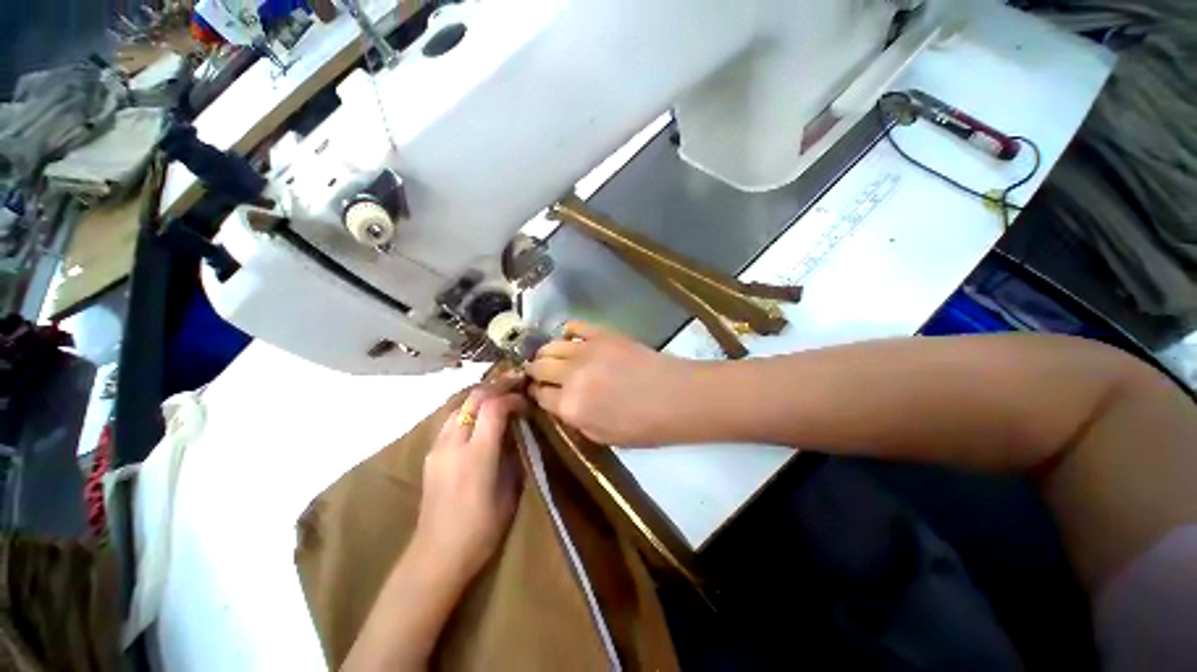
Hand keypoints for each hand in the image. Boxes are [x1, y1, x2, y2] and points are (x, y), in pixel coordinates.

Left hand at [410, 377, 526, 587]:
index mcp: (477, 455)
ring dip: (482, 395)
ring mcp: (437, 448)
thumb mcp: (509, 491)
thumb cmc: (482, 529)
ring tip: (501, 393)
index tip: (526, 401)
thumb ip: (513, 454)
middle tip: (516, 383)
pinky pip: (451, 419)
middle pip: (474, 398)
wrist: (436, 556)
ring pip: (459, 405)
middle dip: (497, 386)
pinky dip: (469, 408)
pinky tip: (481, 413)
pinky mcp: (431, 454)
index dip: (512, 397)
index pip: (493, 407)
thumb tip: (518, 430)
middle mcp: (453, 444)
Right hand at [526, 321, 696, 445]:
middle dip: (535, 372)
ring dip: (546, 353)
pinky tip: (571, 340)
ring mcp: (586, 350)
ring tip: (553, 358)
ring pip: (550, 346)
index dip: (536, 394)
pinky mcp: (602, 333)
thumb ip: (574, 420)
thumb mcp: (602, 437)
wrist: (675, 396)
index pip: (539, 395)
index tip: (538, 393)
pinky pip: (575, 326)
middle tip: (542, 375)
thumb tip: (559, 403)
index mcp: (570, 406)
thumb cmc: (643, 426)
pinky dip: (568, 332)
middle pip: (539, 367)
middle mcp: (571, 375)